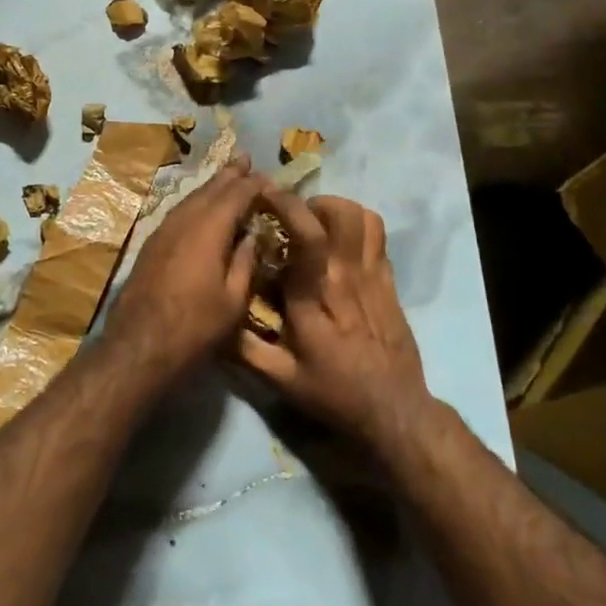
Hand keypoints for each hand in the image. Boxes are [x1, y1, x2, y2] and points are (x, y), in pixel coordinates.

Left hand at [108, 157, 267, 368]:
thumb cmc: (194, 327)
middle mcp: (184, 221)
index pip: (236, 195)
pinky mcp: (151, 244)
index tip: (270, 179)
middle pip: (209, 189)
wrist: (138, 346)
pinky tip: (201, 208)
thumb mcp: (233, 300)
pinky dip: (195, 203)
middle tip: (245, 158)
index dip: (254, 184)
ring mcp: (163, 231)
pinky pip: (179, 212)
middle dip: (229, 174)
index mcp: (208, 229)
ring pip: (191, 198)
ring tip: (227, 176)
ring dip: (211, 186)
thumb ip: (245, 262)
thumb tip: (252, 234)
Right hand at [235, 192, 433, 456]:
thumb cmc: (334, 393)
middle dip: (310, 203)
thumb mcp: (281, 379)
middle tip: (289, 217)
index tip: (264, 194)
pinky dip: (357, 224)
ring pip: (362, 217)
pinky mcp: (390, 281)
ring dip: (335, 209)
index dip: (286, 206)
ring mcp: (373, 276)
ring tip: (315, 224)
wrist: (393, 410)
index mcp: (315, 297)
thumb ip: (245, 349)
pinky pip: (378, 235)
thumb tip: (212, 320)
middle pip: (339, 214)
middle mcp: (346, 277)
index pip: (306, 236)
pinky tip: (340, 242)